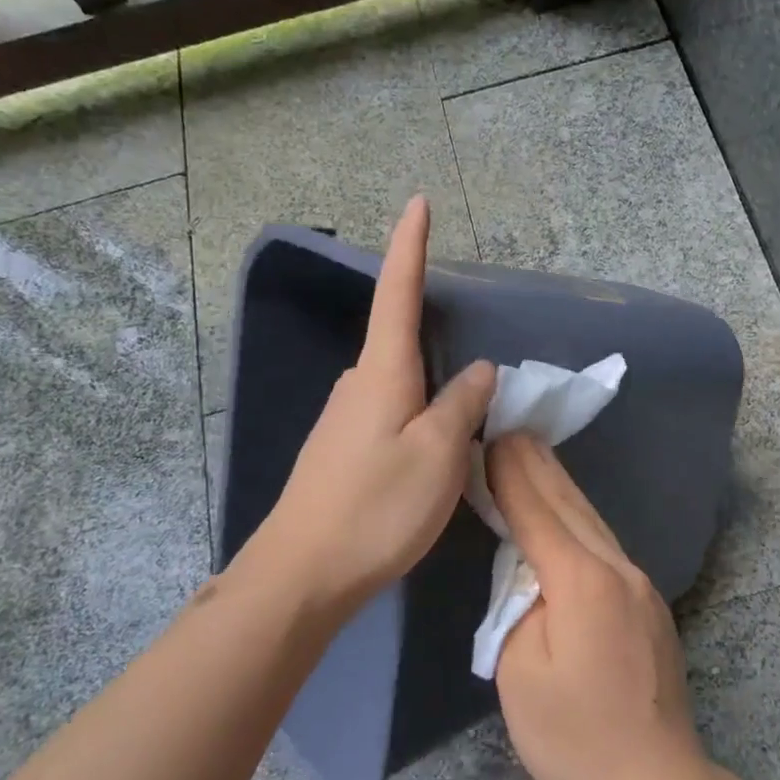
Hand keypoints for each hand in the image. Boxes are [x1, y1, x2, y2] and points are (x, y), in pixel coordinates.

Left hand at [249, 197, 495, 613]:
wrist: (301, 576)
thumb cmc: (377, 507)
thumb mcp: (439, 454)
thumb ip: (463, 404)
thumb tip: (479, 371)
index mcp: (383, 373)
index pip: (398, 293)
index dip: (409, 246)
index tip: (417, 203)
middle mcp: (358, 384)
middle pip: (402, 344)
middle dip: (437, 346)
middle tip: (476, 389)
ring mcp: (344, 419)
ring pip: (400, 387)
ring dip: (431, 396)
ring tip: (459, 439)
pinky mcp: (340, 451)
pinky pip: (388, 416)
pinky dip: (416, 422)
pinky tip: (426, 462)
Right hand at [489, 433, 706, 779]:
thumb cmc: (574, 737)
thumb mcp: (520, 672)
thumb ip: (519, 606)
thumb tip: (529, 574)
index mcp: (581, 581)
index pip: (537, 511)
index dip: (510, 475)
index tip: (491, 439)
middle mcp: (617, 568)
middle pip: (570, 504)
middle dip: (537, 465)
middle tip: (511, 431)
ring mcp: (640, 583)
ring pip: (592, 521)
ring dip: (559, 486)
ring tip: (534, 456)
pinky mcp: (649, 602)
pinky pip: (605, 545)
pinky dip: (578, 519)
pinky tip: (566, 512)